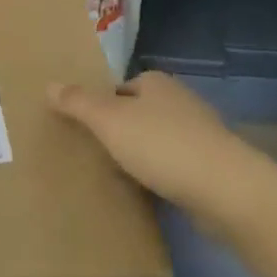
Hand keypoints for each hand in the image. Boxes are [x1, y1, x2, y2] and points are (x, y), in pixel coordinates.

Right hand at [47, 71, 274, 228]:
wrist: (227, 191)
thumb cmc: (162, 145)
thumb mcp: (108, 120)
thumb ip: (78, 103)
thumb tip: (49, 85)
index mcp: (156, 83)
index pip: (119, 87)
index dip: (100, 104)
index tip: (83, 127)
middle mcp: (180, 101)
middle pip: (139, 112)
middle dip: (119, 130)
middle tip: (93, 152)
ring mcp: (200, 135)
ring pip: (157, 140)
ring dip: (140, 155)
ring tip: (115, 175)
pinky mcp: (212, 167)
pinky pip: (175, 166)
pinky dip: (160, 176)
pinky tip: (146, 193)